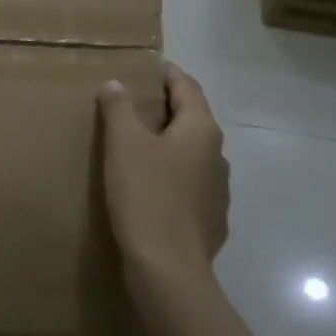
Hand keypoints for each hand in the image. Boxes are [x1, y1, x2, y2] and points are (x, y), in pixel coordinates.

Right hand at [98, 62, 229, 306]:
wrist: (169, 268)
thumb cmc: (146, 194)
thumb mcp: (123, 143)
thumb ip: (119, 108)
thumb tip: (116, 84)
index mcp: (200, 130)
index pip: (188, 88)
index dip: (168, 73)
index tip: (149, 66)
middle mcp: (218, 155)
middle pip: (193, 120)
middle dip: (167, 109)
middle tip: (135, 103)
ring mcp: (218, 191)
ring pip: (192, 155)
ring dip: (170, 145)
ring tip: (140, 146)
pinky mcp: (211, 221)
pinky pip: (190, 187)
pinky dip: (172, 177)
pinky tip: (152, 188)